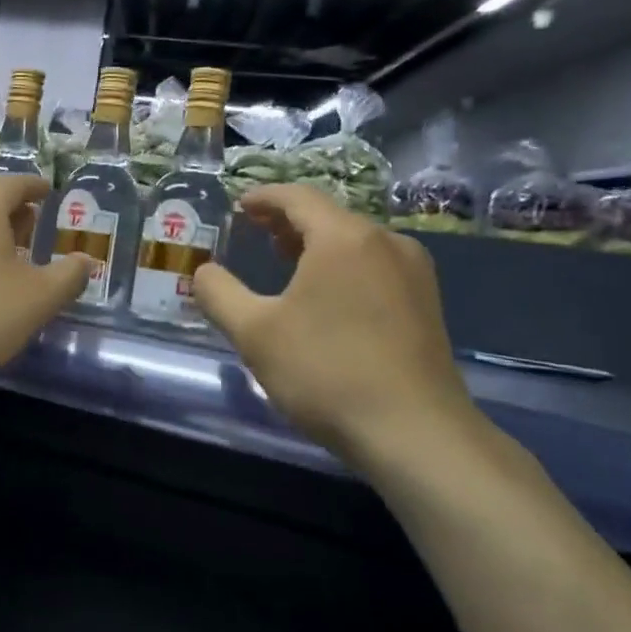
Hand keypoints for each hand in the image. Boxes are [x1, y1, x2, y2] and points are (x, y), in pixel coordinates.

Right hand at [192, 185, 480, 476]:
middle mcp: (386, 243)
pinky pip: (375, 266)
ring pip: (355, 242)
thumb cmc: (326, 372)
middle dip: (288, 221)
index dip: (264, 197)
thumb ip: (219, 294)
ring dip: (316, 244)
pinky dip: (342, 266)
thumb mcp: (255, 332)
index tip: (239, 206)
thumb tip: (203, 272)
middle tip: (255, 232)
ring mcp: (414, 273)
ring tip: (285, 261)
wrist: (415, 434)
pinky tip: (327, 297)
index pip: (298, 197)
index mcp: (344, 238)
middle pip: (329, 216)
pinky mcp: (427, 304)